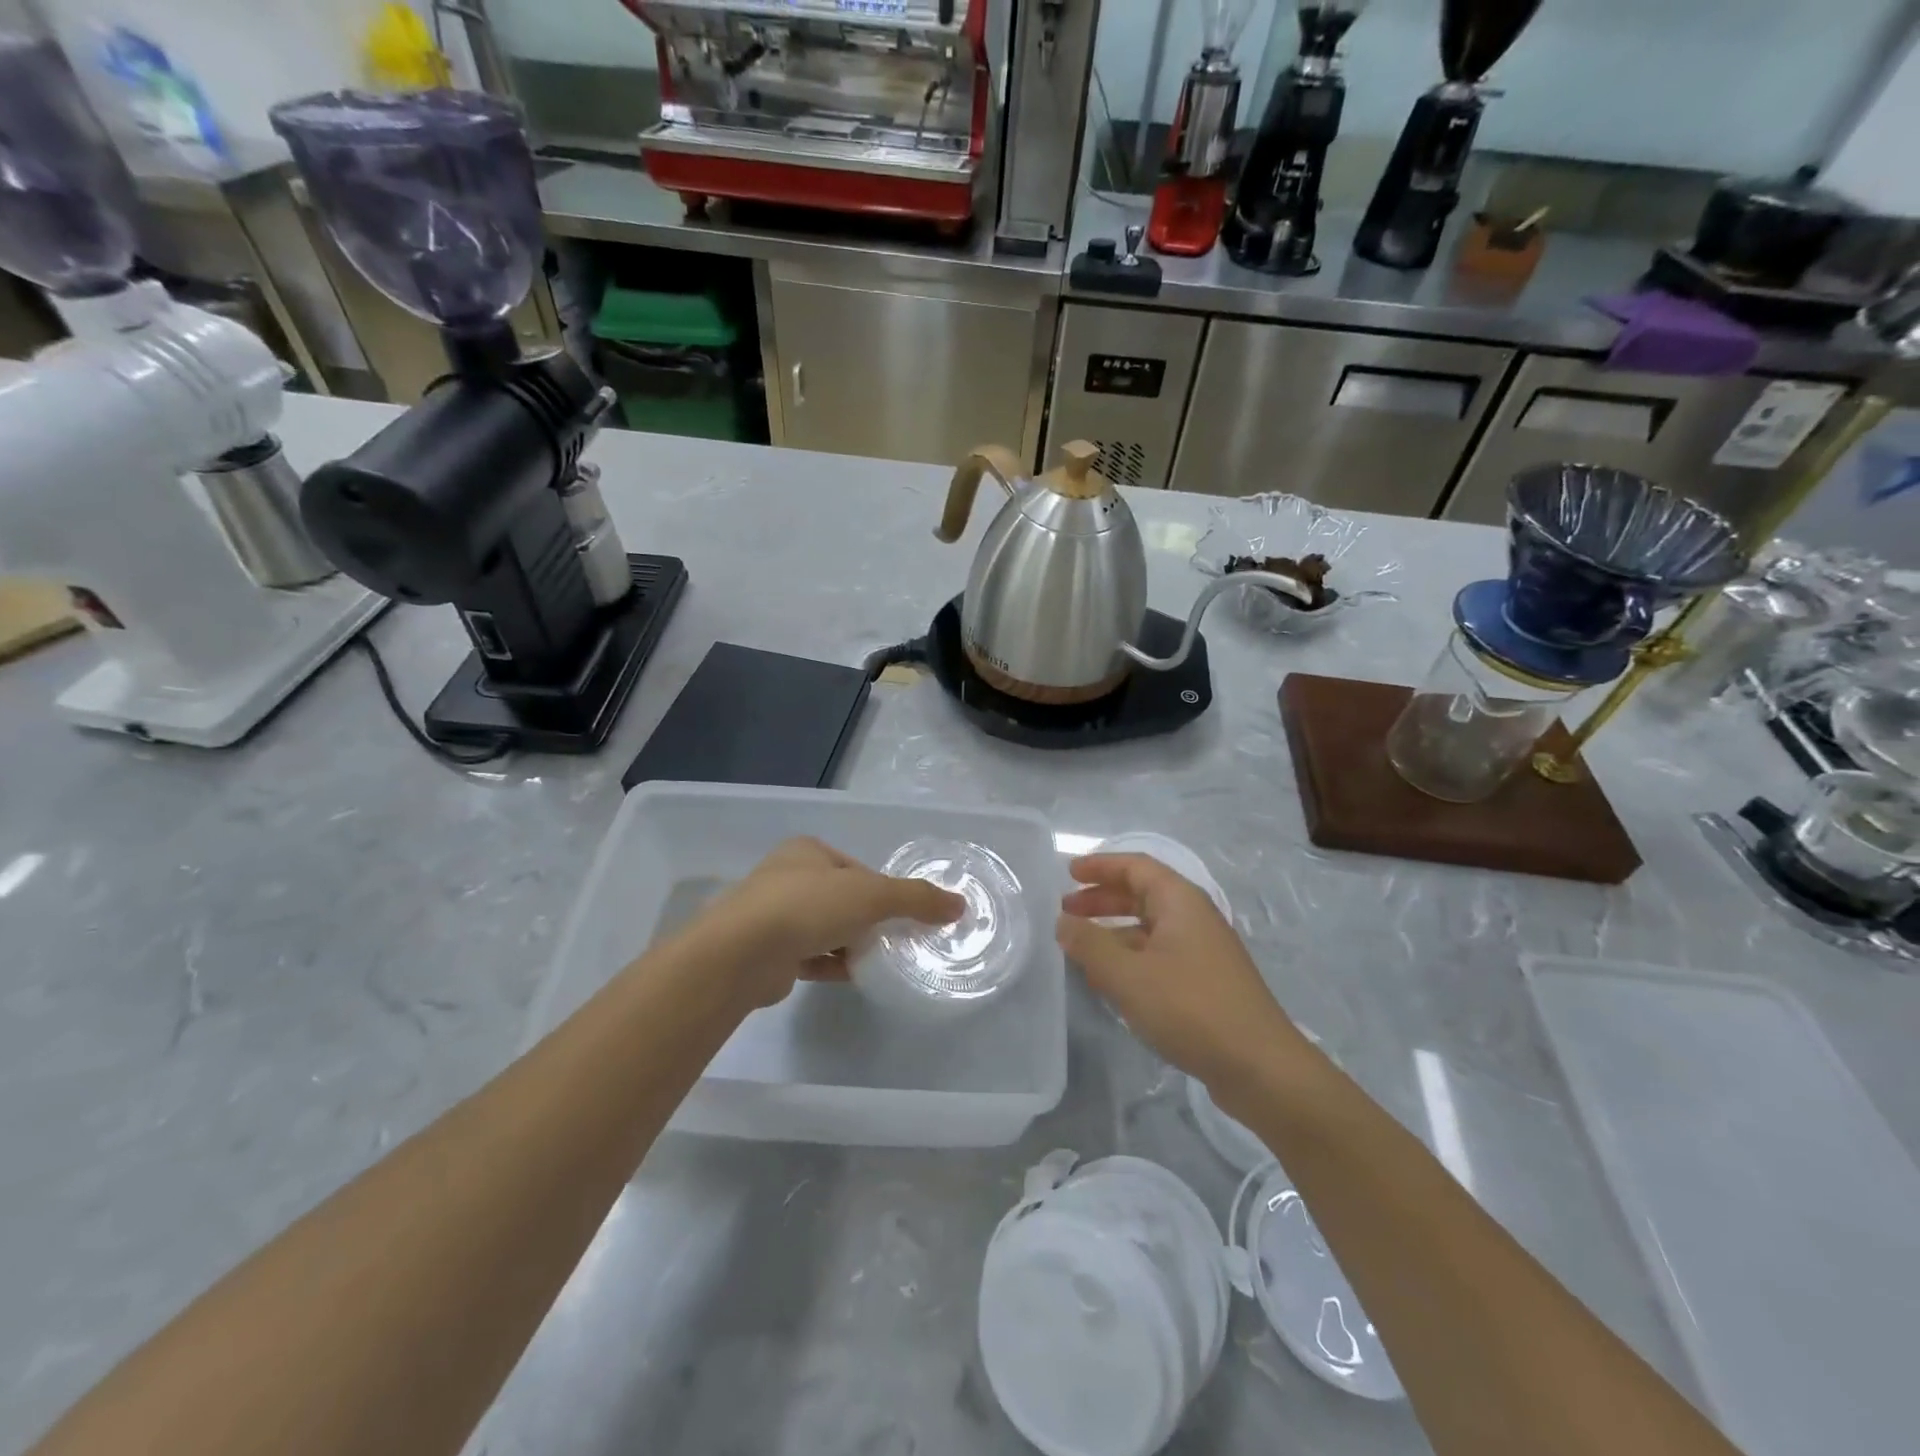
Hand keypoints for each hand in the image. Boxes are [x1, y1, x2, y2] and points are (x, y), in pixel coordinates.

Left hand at [686, 838, 965, 1009]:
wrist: (741, 954)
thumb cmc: (808, 906)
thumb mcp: (872, 895)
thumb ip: (916, 899)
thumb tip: (960, 904)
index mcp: (807, 852)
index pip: (858, 869)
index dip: (884, 891)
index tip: (903, 915)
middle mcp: (786, 877)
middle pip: (842, 898)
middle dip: (867, 919)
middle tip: (895, 939)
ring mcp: (771, 916)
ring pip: (824, 928)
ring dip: (850, 943)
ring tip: (878, 960)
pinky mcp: (766, 952)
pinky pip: (809, 955)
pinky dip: (832, 964)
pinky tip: (853, 977)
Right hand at [1057, 853, 1305, 1090]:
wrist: (1260, 1067)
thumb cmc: (1190, 1008)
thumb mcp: (1128, 975)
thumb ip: (1090, 945)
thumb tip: (1063, 923)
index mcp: (1180, 901)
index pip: (1136, 866)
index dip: (1101, 865)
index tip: (1068, 873)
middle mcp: (1194, 918)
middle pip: (1143, 894)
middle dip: (1102, 899)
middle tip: (1066, 911)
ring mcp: (1203, 951)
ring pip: (1150, 928)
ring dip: (1114, 931)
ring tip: (1080, 947)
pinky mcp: (1206, 983)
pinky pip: (1159, 955)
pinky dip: (1130, 957)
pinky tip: (1111, 981)